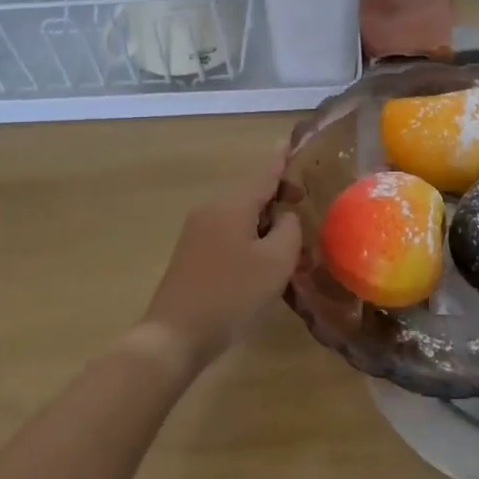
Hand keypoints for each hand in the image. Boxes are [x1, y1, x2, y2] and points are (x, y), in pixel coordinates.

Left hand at [139, 144, 303, 371]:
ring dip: (266, 221)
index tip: (290, 142)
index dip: (280, 159)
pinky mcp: (192, 253)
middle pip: (251, 192)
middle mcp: (212, 209)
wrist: (174, 336)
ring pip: (240, 214)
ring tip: (290, 241)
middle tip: (304, 204)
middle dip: (278, 196)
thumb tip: (285, 218)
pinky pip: (229, 232)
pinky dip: (250, 236)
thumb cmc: (232, 294)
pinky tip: (264, 260)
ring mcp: (197, 231)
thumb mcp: (276, 261)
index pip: (263, 173)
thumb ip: (289, 229)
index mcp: (232, 204)